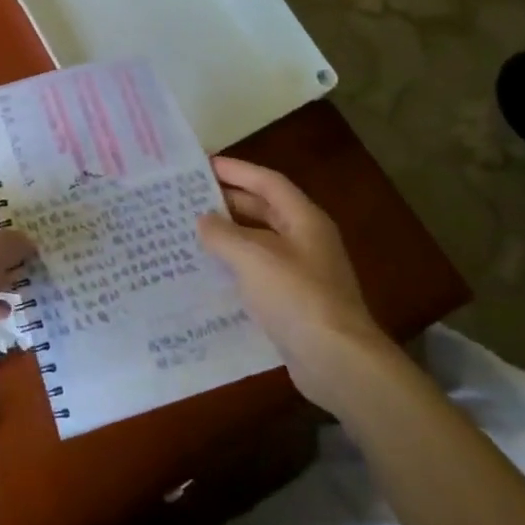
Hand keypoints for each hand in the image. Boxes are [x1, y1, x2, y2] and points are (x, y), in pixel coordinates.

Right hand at [196, 157, 388, 401]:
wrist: (336, 360)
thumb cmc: (296, 297)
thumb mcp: (253, 258)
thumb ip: (223, 234)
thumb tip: (203, 220)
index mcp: (304, 220)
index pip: (267, 182)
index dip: (236, 170)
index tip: (202, 164)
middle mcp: (306, 240)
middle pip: (264, 209)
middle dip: (228, 201)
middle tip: (188, 198)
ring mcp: (302, 272)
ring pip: (259, 242)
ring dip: (229, 235)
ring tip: (191, 231)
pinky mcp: (294, 301)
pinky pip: (259, 272)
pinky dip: (235, 266)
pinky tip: (208, 272)